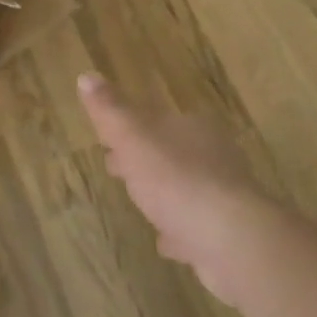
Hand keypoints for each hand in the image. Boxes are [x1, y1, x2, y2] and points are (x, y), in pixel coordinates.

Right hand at [77, 73, 264, 301]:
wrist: (230, 240)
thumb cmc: (176, 179)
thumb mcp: (133, 138)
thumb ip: (110, 110)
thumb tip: (86, 76)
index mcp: (192, 128)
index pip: (155, 120)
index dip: (128, 130)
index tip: (106, 143)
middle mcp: (214, 156)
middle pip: (172, 152)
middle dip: (145, 159)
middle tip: (117, 170)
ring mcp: (224, 196)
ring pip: (186, 187)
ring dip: (164, 193)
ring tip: (140, 204)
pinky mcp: (228, 232)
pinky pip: (196, 225)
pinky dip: (179, 229)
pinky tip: (166, 240)